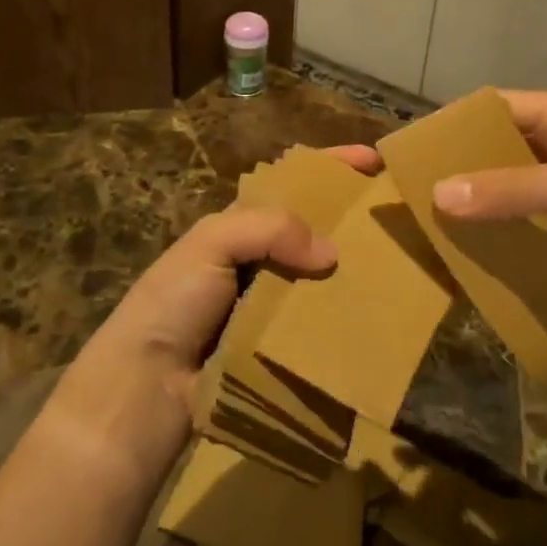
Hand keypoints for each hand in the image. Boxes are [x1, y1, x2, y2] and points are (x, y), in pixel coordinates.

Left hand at [45, 145, 380, 483]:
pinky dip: (343, 319)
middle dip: (354, 220)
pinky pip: (319, 325)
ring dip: (355, 273)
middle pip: (316, 230)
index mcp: (241, 225)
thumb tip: (331, 254)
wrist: (146, 385)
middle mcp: (260, 259)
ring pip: (323, 278)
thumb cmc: (173, 301)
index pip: (292, 183)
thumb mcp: (211, 243)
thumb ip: (270, 229)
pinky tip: (376, 319)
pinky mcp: (280, 346)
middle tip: (400, 220)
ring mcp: (272, 304)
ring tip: (400, 269)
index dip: (331, 167)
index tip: (375, 160)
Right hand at [431, 90, 546, 313]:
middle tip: (418, 192)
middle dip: (464, 169)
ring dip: (485, 204)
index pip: (498, 108)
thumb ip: (506, 190)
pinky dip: (510, 232)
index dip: (456, 125)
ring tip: (438, 225)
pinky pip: (536, 222)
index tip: (414, 149)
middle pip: (503, 149)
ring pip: (517, 188)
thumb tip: (437, 194)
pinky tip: (480, 252)